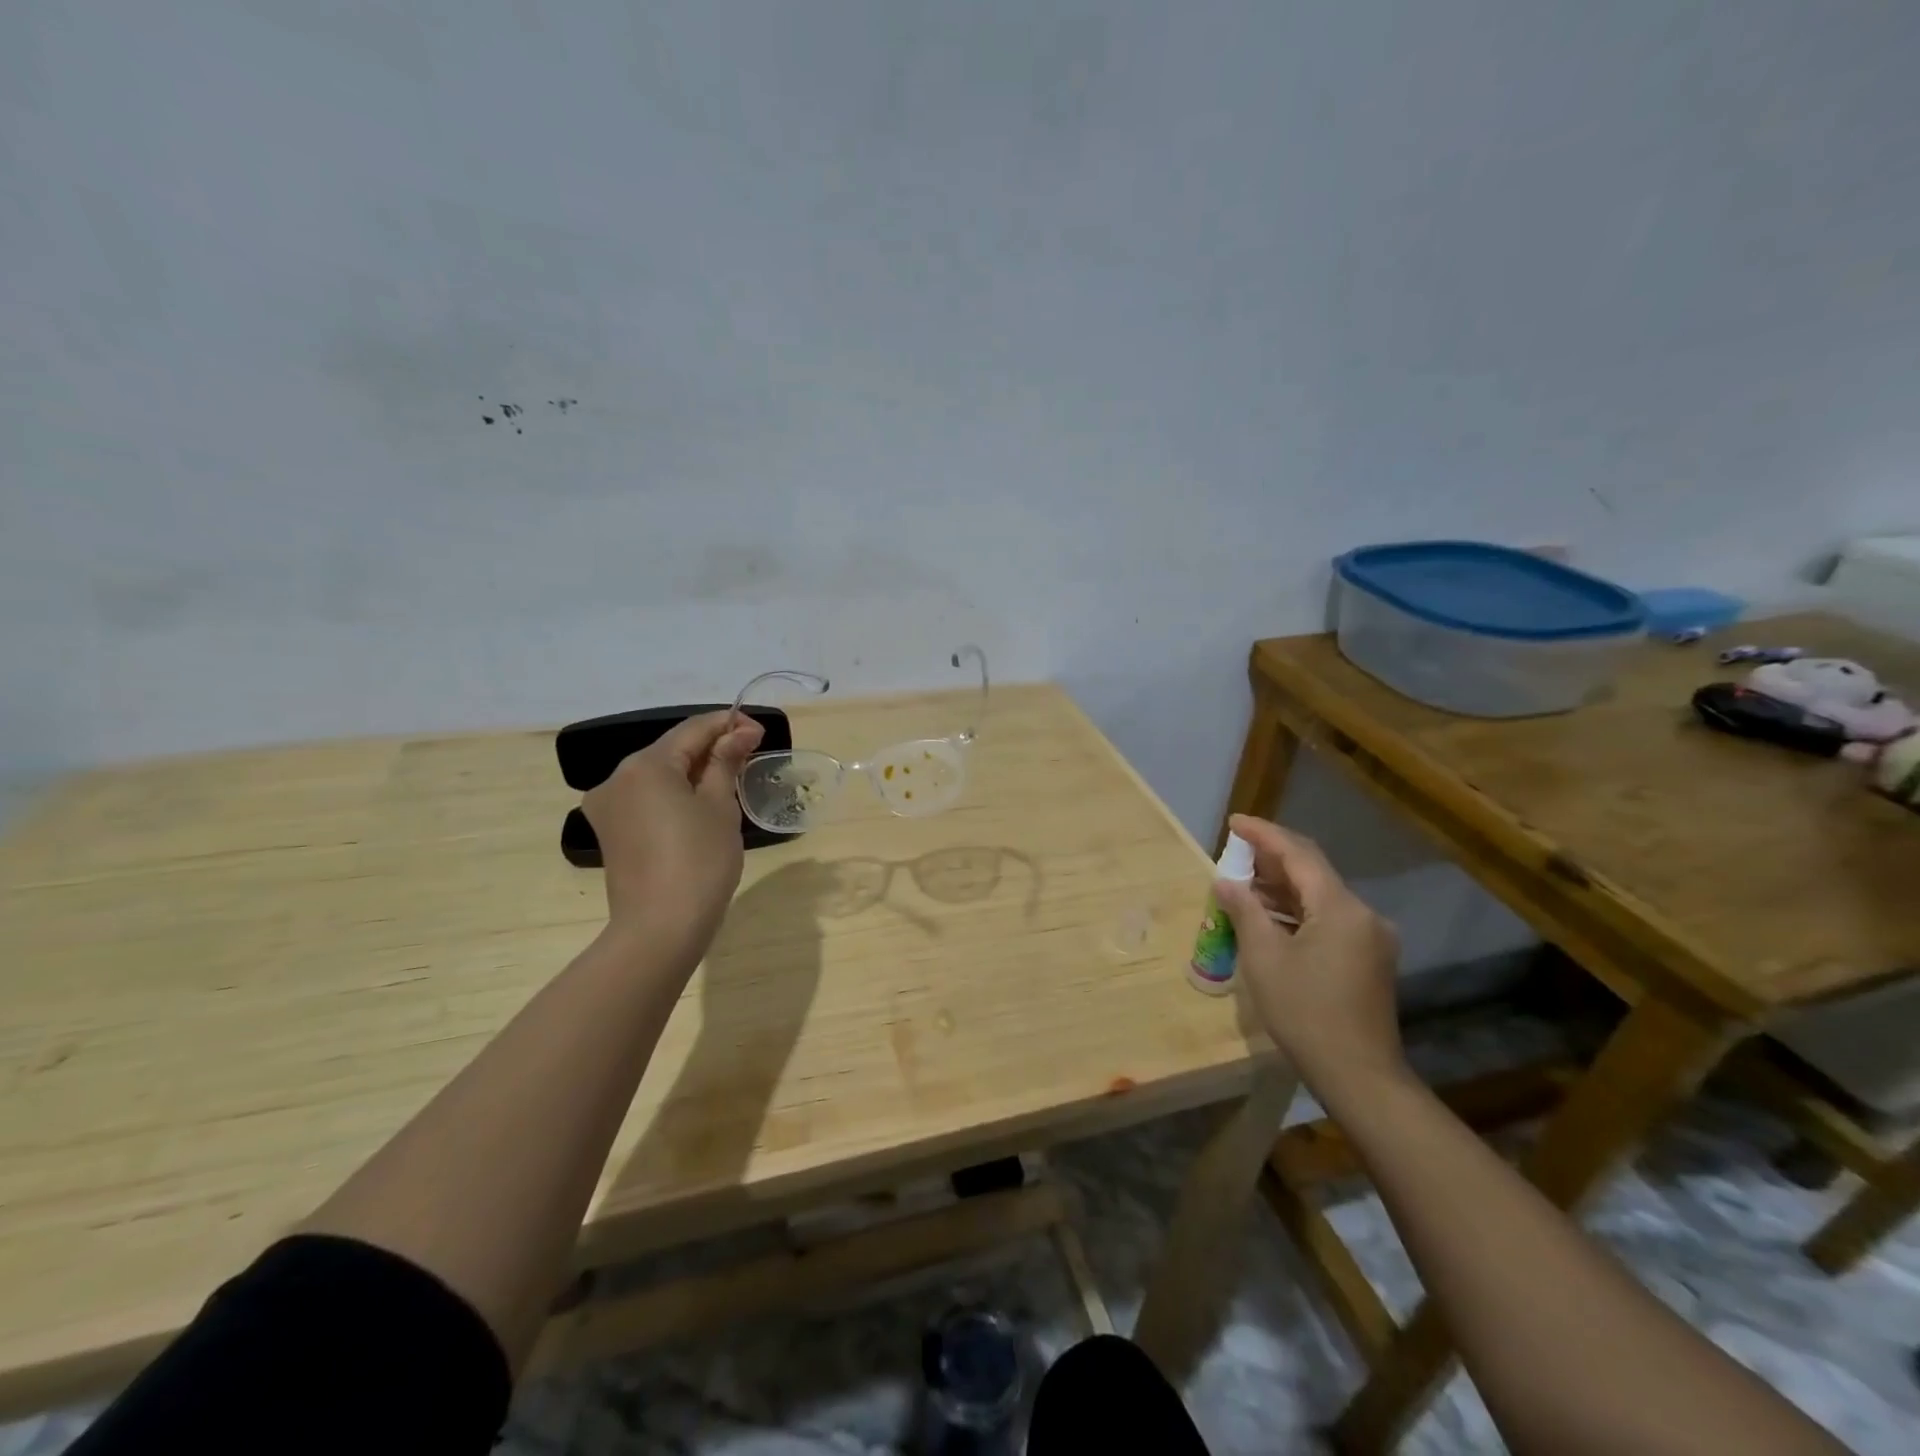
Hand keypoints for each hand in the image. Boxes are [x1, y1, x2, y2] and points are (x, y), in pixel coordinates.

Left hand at [581, 711, 764, 954]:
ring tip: (730, 779)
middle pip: (672, 750)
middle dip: (711, 748)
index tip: (760, 732)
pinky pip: (647, 797)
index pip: (693, 730)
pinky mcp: (610, 830)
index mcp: (645, 765)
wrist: (661, 928)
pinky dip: (675, 793)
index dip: (729, 725)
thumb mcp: (720, 807)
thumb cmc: (700, 861)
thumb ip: (726, 762)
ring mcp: (608, 806)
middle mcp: (617, 777)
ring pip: (658, 774)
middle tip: (750, 755)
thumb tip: (739, 733)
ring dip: (693, 771)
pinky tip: (700, 804)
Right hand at [1213, 814, 1406, 1094]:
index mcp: (1340, 907)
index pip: (1298, 854)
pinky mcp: (1369, 957)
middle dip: (1272, 857)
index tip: (1233, 822)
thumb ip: (1245, 910)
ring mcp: (1370, 937)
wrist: (1359, 1075)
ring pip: (1321, 896)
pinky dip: (1297, 910)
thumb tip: (1225, 881)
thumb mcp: (1264, 958)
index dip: (1264, 834)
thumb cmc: (1305, 1012)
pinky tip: (1269, 915)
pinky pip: (1329, 918)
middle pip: (1313, 871)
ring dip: (1283, 886)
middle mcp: (1363, 913)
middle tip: (1234, 851)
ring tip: (1242, 882)